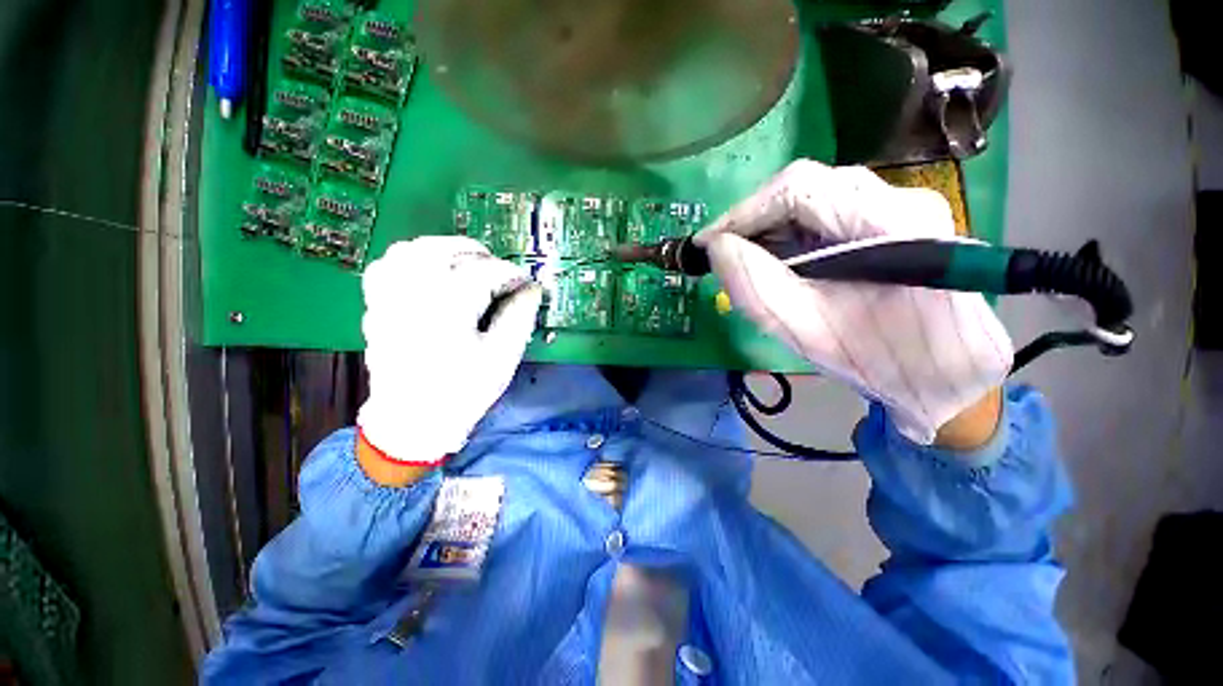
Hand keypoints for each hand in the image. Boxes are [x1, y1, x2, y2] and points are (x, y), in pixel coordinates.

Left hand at [356, 237, 541, 470]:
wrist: (412, 421)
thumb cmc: (463, 392)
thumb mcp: (502, 357)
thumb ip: (520, 317)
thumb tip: (532, 289)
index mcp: (448, 308)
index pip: (485, 273)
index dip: (511, 274)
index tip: (526, 283)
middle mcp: (413, 294)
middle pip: (445, 250)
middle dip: (479, 254)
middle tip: (500, 270)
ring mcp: (389, 298)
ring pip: (412, 249)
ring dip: (445, 249)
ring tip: (467, 264)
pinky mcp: (377, 306)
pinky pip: (388, 265)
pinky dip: (411, 258)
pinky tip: (429, 270)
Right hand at [695, 160, 1012, 445]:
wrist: (947, 380)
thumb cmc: (880, 362)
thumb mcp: (807, 330)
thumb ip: (756, 287)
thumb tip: (716, 249)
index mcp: (892, 222)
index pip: (799, 188)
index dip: (742, 213)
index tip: (704, 244)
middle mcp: (903, 198)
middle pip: (807, 188)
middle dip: (753, 221)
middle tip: (721, 255)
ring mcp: (903, 207)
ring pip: (816, 199)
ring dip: (770, 228)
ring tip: (743, 260)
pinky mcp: (895, 223)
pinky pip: (829, 215)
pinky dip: (792, 235)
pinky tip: (777, 261)